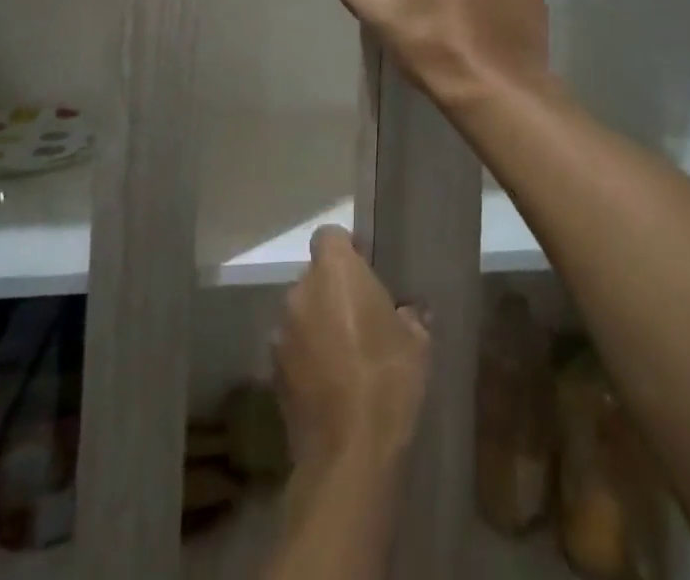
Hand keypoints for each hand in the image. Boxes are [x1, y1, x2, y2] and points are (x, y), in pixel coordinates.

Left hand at [274, 226, 430, 471]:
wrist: (349, 454)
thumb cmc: (388, 380)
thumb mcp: (417, 341)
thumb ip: (408, 314)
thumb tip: (407, 311)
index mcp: (335, 272)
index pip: (329, 236)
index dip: (345, 249)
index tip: (365, 270)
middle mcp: (301, 292)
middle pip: (314, 276)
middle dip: (333, 290)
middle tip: (361, 316)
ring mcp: (282, 332)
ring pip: (302, 313)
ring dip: (318, 323)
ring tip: (345, 354)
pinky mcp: (273, 372)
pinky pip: (294, 348)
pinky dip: (308, 356)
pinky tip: (330, 383)